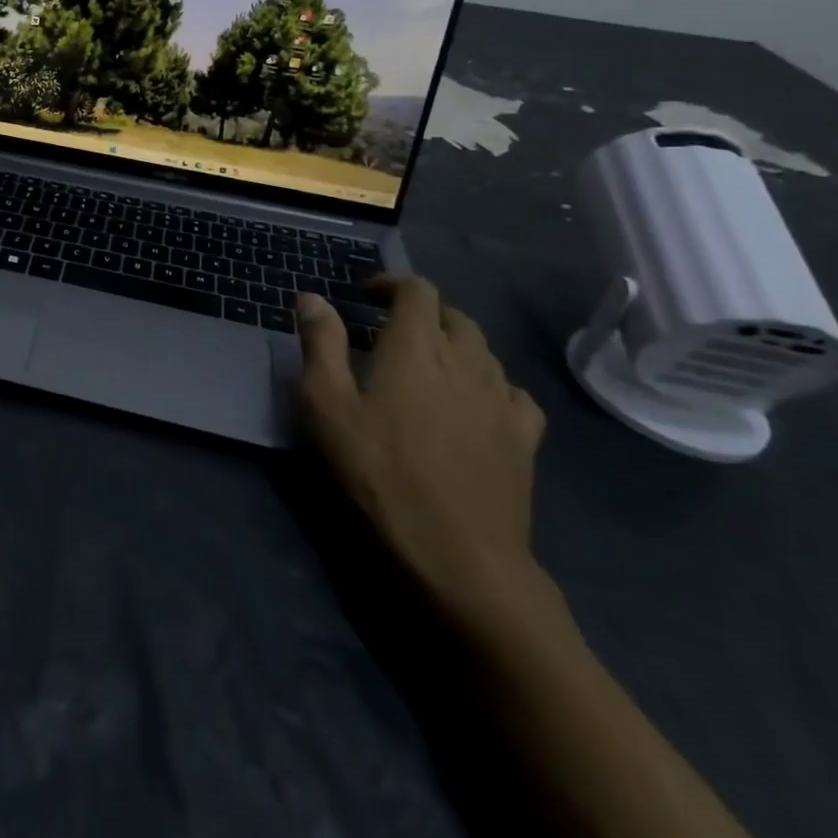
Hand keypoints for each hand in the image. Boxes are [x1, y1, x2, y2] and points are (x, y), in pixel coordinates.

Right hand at [294, 278, 547, 624]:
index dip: (390, 283)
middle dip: (421, 312)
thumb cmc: (378, 471)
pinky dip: (490, 383)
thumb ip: (320, 344)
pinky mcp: (525, 438)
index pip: (416, 289)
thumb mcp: (327, 405)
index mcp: (417, 345)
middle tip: (388, 332)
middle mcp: (466, 359)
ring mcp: (502, 399)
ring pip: (483, 350)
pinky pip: (513, 392)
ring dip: (453, 344)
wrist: (458, 554)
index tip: (364, 296)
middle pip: (453, 315)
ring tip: (426, 367)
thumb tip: (312, 297)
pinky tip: (475, 404)